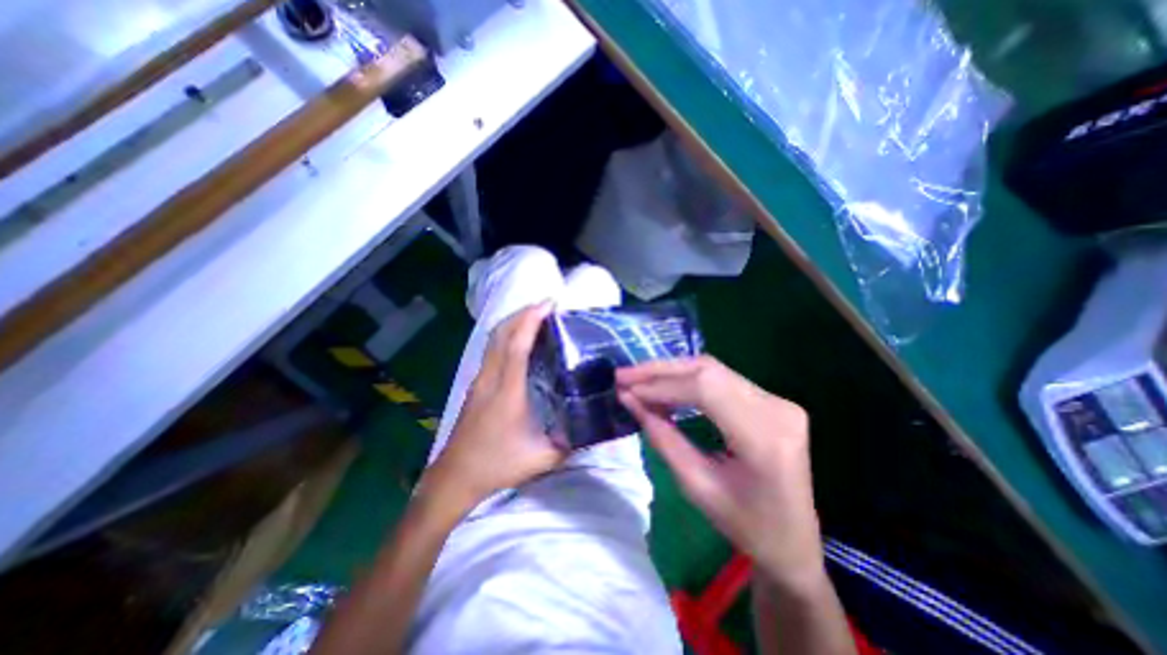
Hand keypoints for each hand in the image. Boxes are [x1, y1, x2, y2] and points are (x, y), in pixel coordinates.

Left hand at [423, 303, 567, 511]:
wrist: (455, 476)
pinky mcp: (475, 384)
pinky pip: (491, 348)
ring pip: (493, 339)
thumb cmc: (497, 465)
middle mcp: (490, 378)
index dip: (531, 320)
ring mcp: (479, 380)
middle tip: (547, 306)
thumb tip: (592, 427)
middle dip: (523, 313)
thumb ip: (570, 443)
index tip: (548, 304)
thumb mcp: (541, 458)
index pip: (517, 346)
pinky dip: (506, 334)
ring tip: (536, 316)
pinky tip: (520, 340)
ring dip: (513, 322)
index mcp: (508, 392)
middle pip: (501, 334)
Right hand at [613, 355, 824, 591]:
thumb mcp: (696, 486)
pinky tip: (666, 385)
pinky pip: (721, 379)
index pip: (705, 390)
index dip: (662, 385)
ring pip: (713, 370)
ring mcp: (777, 400)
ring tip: (639, 378)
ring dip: (672, 371)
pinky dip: (688, 379)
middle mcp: (776, 408)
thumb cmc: (746, 527)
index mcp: (765, 437)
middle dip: (661, 370)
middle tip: (625, 375)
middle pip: (709, 370)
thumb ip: (662, 437)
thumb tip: (630, 400)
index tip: (627, 388)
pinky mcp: (771, 400)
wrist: (794, 542)